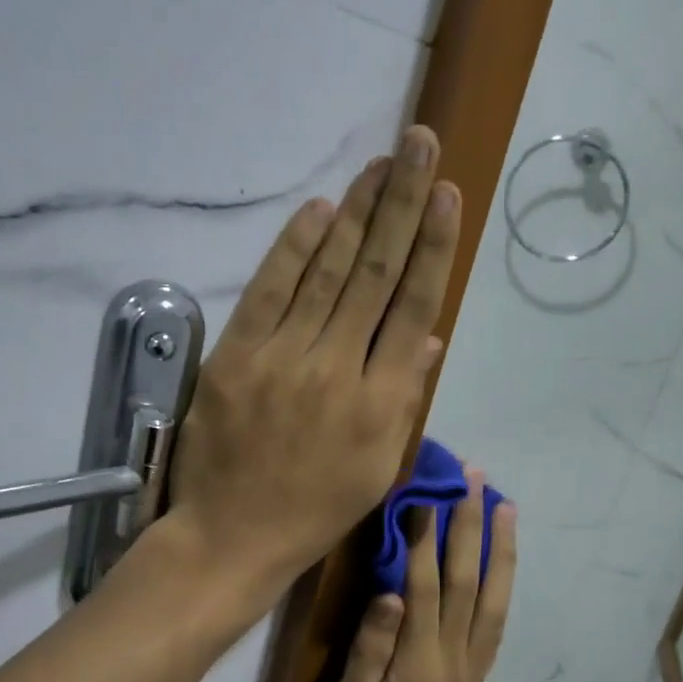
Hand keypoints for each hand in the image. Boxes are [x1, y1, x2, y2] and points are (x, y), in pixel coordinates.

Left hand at [168, 125, 459, 594]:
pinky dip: (295, 248)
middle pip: (377, 275)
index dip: (435, 248)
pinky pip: (270, 291)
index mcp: (381, 403)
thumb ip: (404, 398)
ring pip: (328, 273)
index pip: (414, 308)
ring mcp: (284, 359)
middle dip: (404, 204)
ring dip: (358, 213)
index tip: (449, 196)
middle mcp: (339, 370)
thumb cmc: (314, 510)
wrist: (233, 536)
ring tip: (384, 164)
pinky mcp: (237, 357)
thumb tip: (427, 336)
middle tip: (422, 145)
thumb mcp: (376, 468)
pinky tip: (321, 209)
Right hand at [315, 468, 515, 681]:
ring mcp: (470, 670)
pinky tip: (503, 561)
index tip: (425, 491)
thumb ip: (369, 654)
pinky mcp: (473, 678)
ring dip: (499, 549)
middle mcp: (454, 661)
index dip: (424, 537)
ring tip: (504, 506)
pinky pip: (496, 622)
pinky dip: (503, 584)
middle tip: (474, 478)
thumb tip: (388, 593)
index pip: (424, 587)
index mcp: (418, 668)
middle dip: (470, 526)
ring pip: (493, 599)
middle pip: (467, 583)